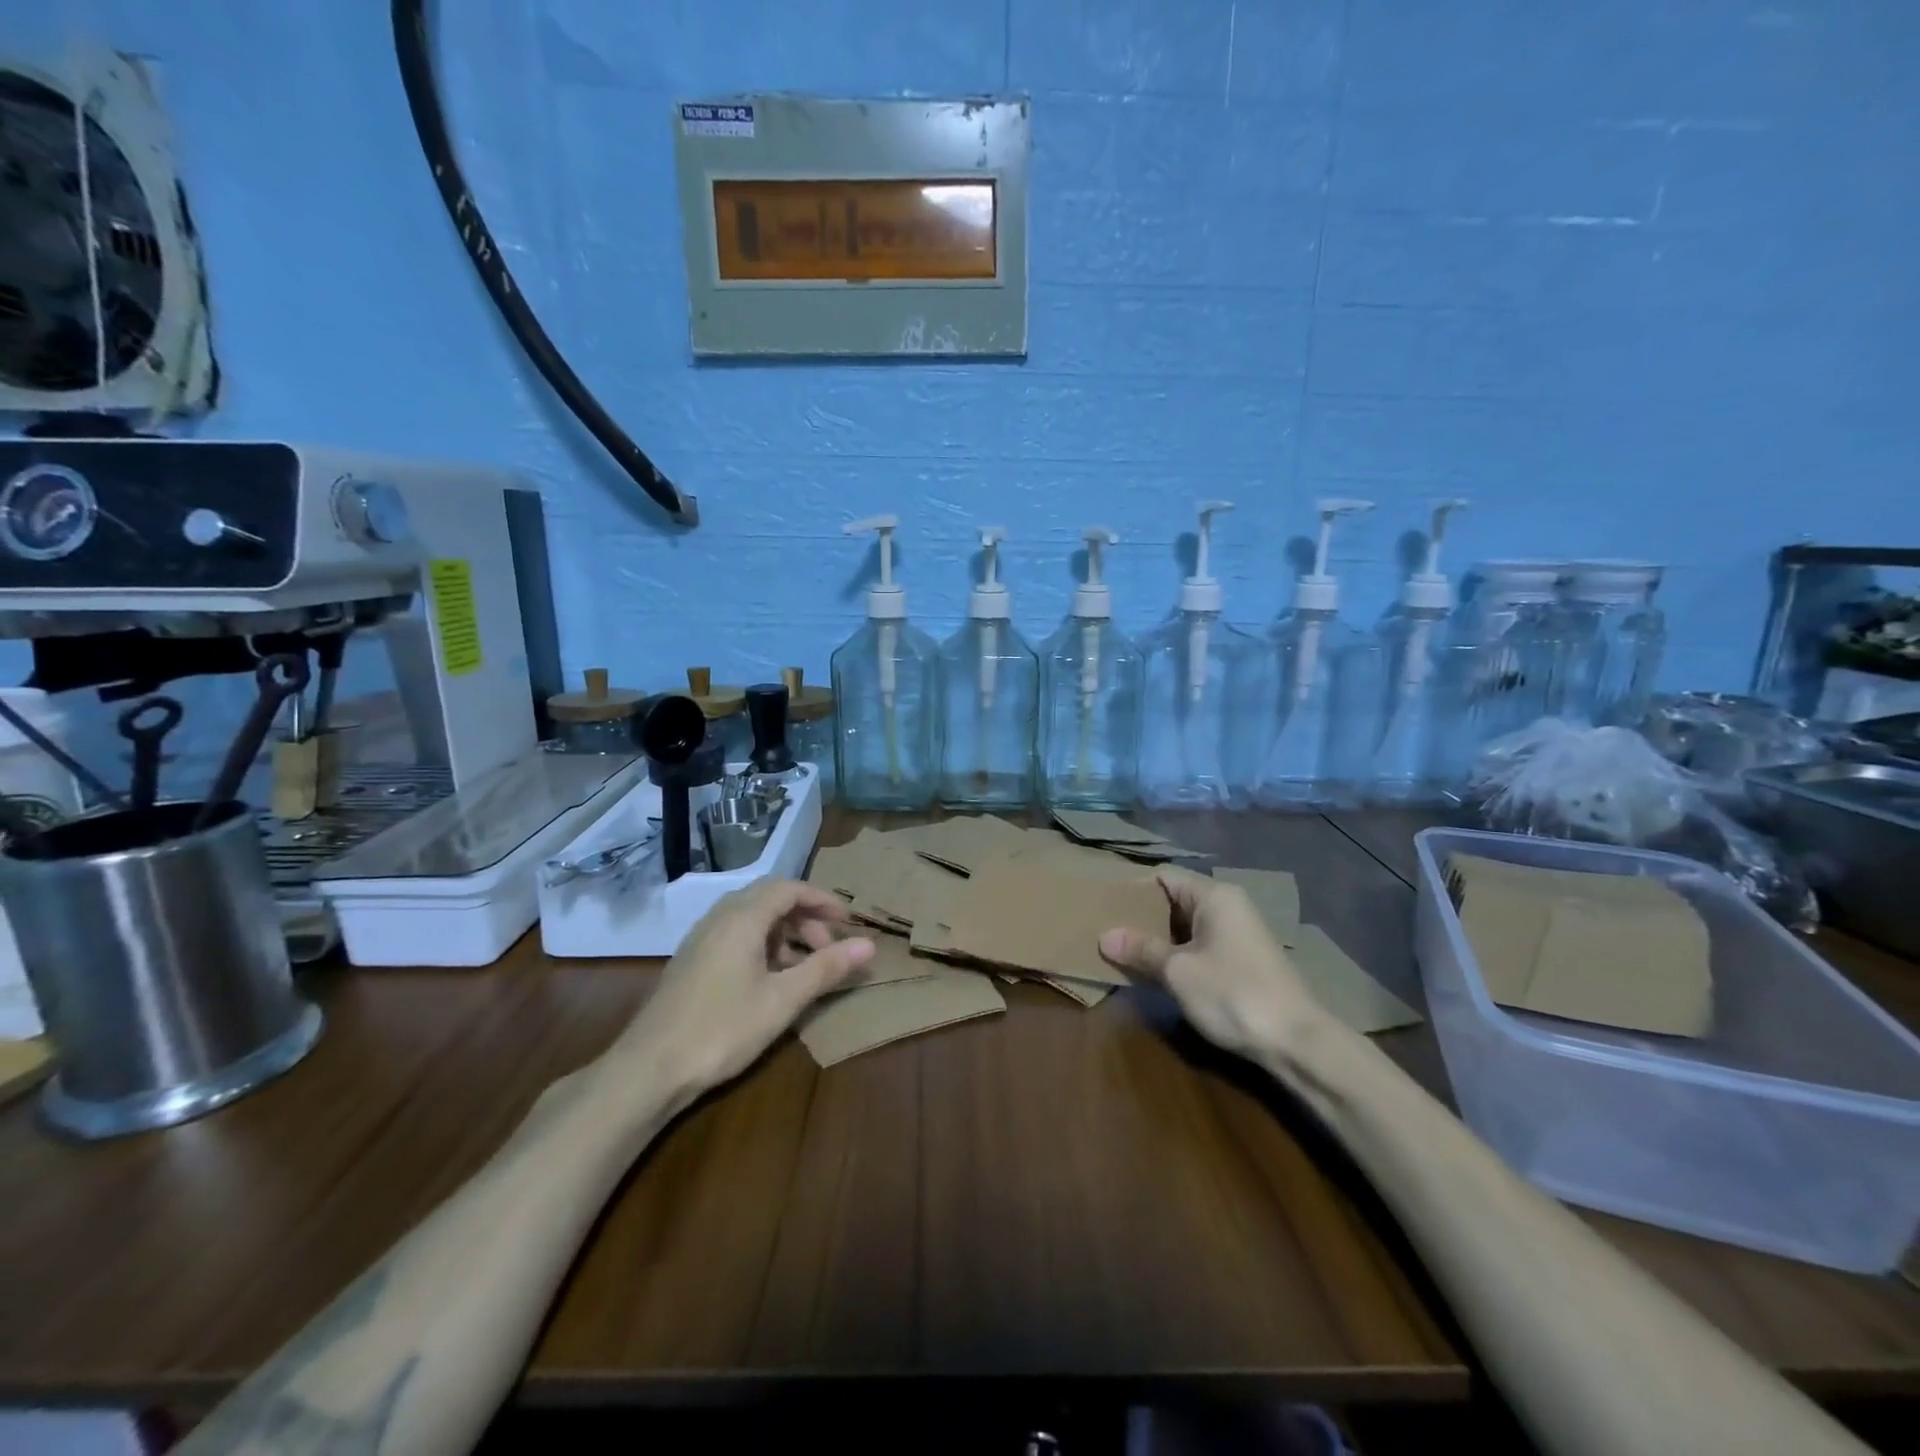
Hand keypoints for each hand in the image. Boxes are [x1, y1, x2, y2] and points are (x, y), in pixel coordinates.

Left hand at [617, 879, 873, 1093]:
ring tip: (804, 967)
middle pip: (770, 898)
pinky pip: (735, 935)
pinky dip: (762, 945)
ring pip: (751, 917)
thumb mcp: (783, 1000)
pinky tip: (770, 980)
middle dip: (805, 917)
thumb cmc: (722, 1029)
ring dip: (784, 932)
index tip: (848, 921)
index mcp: (742, 917)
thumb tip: (869, 944)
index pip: (789, 888)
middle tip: (829, 948)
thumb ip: (826, 968)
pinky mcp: (691, 960)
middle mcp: (719, 917)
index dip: (822, 900)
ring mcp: (701, 938)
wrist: (648, 1069)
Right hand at [1098, 867, 1326, 1061]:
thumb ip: (1141, 950)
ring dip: (1158, 940)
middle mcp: (1228, 906)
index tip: (1103, 906)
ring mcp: (1238, 934)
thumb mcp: (1178, 972)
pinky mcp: (1243, 961)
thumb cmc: (1233, 994)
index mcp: (1214, 896)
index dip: (1133, 889)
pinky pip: (1200, 946)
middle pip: (1174, 900)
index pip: (1164, 877)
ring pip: (1186, 927)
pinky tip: (1156, 973)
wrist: (1297, 1043)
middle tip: (1106, 932)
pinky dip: (1177, 955)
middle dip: (1142, 917)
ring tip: (1123, 953)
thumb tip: (1105, 937)